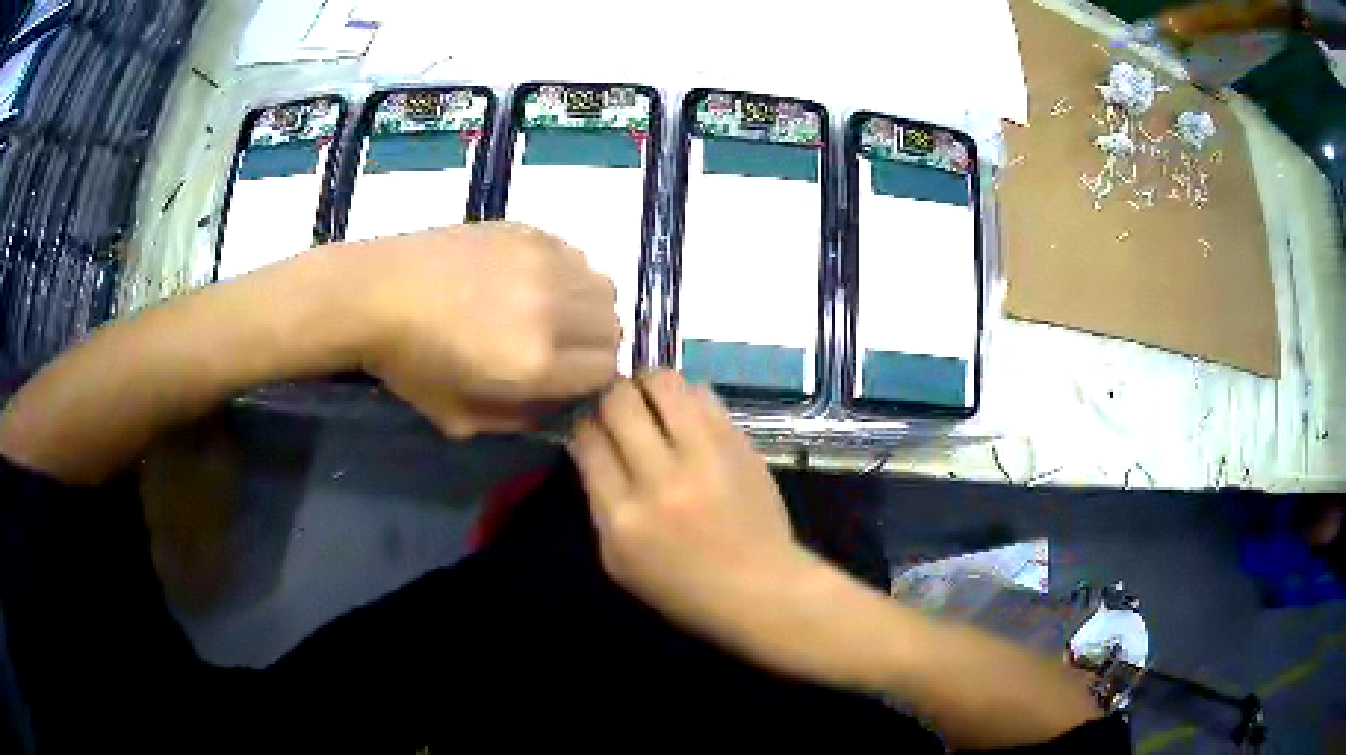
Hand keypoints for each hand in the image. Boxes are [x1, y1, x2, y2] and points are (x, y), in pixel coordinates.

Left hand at [346, 223, 620, 437]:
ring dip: (586, 307)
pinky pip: (575, 255)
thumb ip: (519, 420)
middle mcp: (553, 309)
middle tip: (559, 347)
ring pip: (602, 287)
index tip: (564, 380)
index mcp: (535, 362)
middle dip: (593, 345)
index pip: (604, 373)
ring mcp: (543, 262)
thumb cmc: (409, 364)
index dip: (588, 382)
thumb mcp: (460, 419)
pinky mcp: (529, 232)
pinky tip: (532, 280)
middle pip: (612, 328)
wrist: (376, 294)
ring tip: (551, 311)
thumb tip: (557, 404)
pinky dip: (567, 273)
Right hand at [568, 371, 824, 671]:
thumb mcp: (618, 562)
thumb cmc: (683, 588)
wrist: (760, 588)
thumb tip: (591, 448)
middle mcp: (660, 478)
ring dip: (647, 384)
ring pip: (662, 383)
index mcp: (623, 516)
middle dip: (609, 395)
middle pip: (619, 402)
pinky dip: (686, 396)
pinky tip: (685, 412)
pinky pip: (703, 394)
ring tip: (649, 398)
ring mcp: (705, 456)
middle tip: (616, 405)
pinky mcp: (738, 443)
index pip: (587, 439)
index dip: (582, 421)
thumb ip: (599, 505)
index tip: (587, 421)